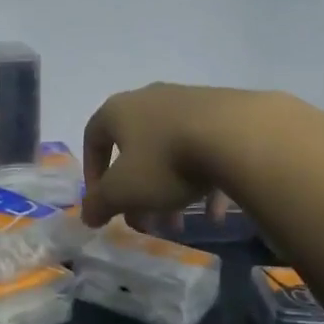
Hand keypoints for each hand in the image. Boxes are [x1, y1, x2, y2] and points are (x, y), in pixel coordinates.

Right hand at [81, 83, 283, 229]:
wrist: (235, 135)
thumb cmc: (165, 160)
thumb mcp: (123, 191)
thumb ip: (99, 203)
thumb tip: (87, 214)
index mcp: (118, 110)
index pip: (93, 138)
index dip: (93, 173)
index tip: (103, 202)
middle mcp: (150, 99)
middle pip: (135, 150)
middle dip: (137, 192)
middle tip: (146, 223)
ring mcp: (188, 102)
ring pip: (170, 152)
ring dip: (169, 189)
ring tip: (180, 224)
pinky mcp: (222, 112)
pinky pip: (203, 149)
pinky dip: (202, 180)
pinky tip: (214, 212)